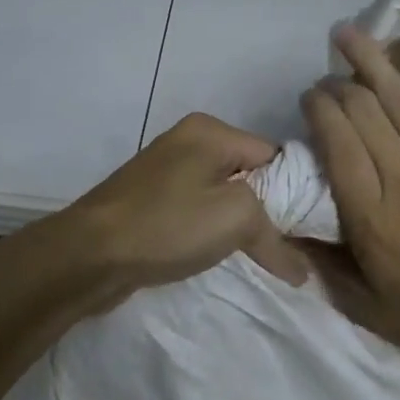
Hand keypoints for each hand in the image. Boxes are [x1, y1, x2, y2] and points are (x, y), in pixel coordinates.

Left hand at [16, 113, 307, 310]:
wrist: (88, 254)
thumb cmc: (168, 224)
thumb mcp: (235, 219)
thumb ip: (275, 237)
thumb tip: (301, 269)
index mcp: (210, 130)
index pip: (274, 155)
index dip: (295, 192)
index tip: (310, 230)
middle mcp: (187, 141)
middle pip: (248, 175)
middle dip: (267, 211)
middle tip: (288, 248)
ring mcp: (164, 171)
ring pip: (221, 196)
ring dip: (237, 225)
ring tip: (257, 257)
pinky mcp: (149, 200)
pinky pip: (195, 211)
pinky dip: (209, 231)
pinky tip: (217, 256)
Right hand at [300, 28, 399, 377]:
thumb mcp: (363, 306)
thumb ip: (322, 264)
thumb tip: (286, 230)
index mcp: (371, 216)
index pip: (337, 143)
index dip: (319, 109)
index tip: (310, 97)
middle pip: (365, 114)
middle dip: (338, 85)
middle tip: (328, 76)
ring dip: (373, 62)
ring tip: (350, 34)